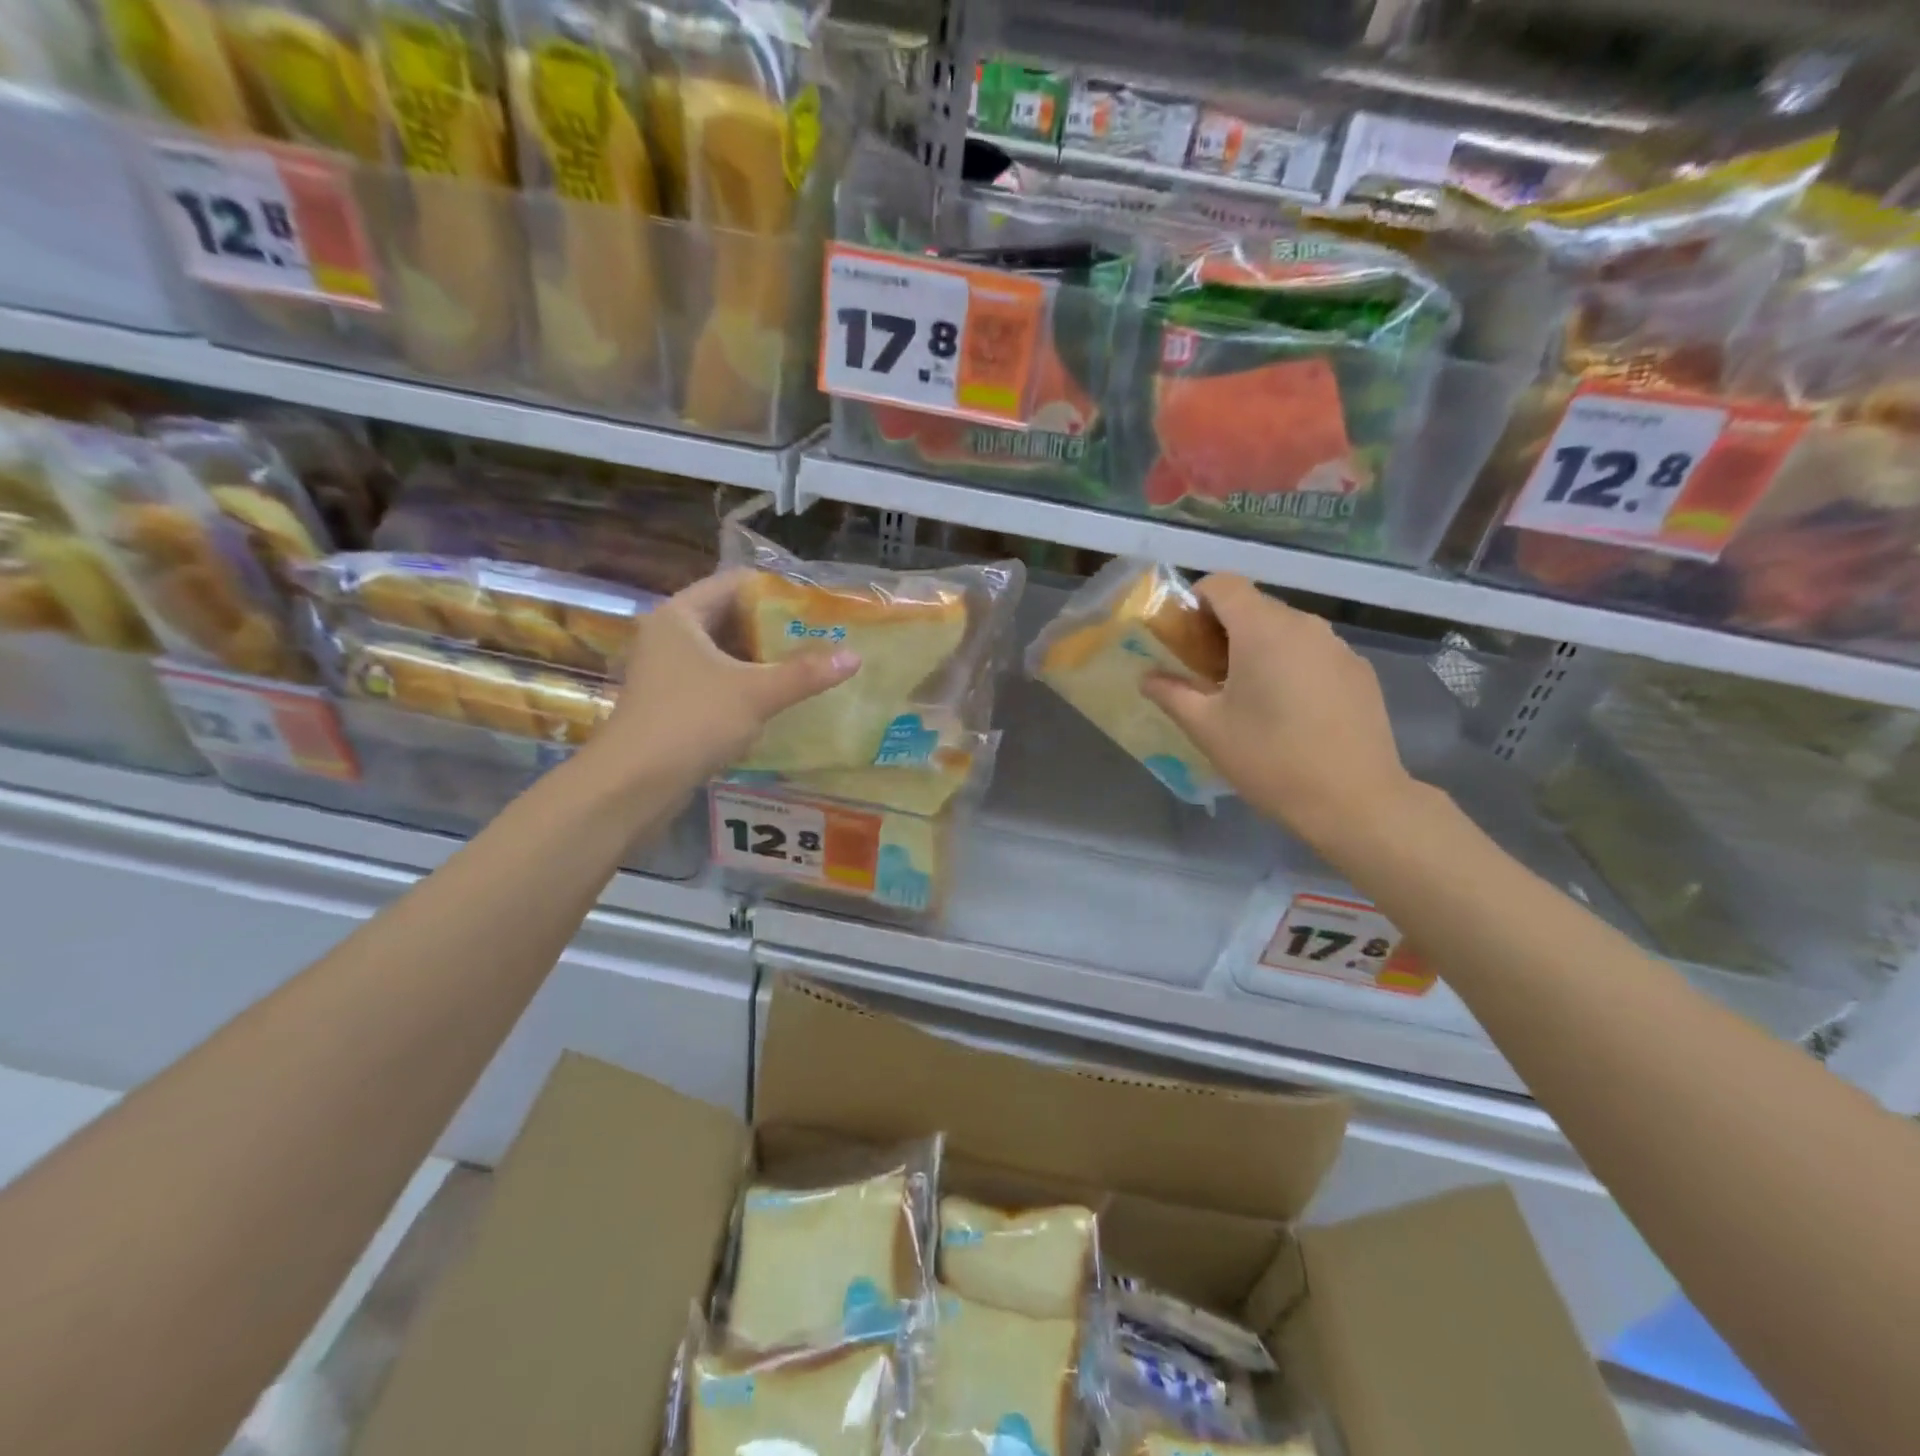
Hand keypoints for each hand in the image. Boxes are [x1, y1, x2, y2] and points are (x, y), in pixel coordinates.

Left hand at [599, 570, 858, 784]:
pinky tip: (779, 697)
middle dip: (776, 628)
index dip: (778, 591)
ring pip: (726, 652)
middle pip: (732, 617)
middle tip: (821, 638)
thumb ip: (805, 673)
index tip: (817, 607)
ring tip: (809, 665)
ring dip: (764, 659)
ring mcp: (668, 670)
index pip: (736, 583)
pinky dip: (748, 683)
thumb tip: (855, 656)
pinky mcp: (673, 702)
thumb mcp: (756, 693)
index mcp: (681, 615)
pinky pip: (718, 680)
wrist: (633, 785)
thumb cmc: (692, 721)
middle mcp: (670, 635)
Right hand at [1142, 574, 1415, 852]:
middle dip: (1223, 630)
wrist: (1355, 800)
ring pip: (1285, 630)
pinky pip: (1313, 653)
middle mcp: (1304, 625)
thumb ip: (1171, 693)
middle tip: (1207, 675)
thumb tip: (1147, 677)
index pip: (1223, 584)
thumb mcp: (1206, 729)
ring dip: (1258, 649)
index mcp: (1262, 630)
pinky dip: (1291, 666)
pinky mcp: (1359, 672)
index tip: (1183, 638)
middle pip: (1254, 606)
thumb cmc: (1269, 759)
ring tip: (1248, 697)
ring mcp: (1338, 647)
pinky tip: (1289, 712)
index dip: (1195, 600)